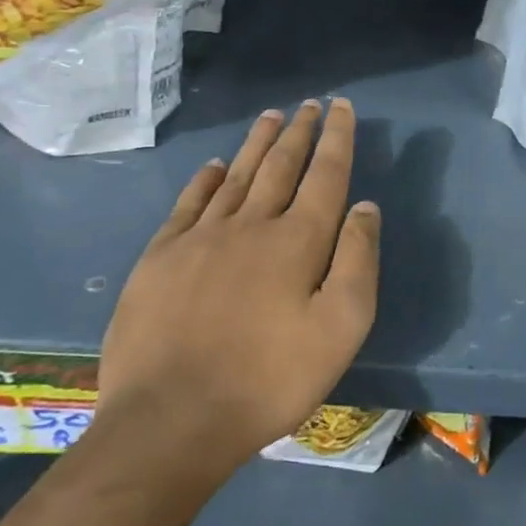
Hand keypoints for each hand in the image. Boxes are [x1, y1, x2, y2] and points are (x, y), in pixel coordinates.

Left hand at [93, 98, 380, 491]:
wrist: (171, 420)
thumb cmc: (270, 379)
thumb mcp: (341, 327)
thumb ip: (358, 261)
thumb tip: (365, 206)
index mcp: (298, 241)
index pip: (325, 174)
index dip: (336, 138)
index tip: (341, 107)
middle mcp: (251, 225)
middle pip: (281, 166)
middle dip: (299, 132)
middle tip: (309, 104)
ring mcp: (200, 238)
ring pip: (237, 176)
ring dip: (259, 144)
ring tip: (272, 116)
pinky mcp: (160, 258)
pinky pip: (190, 203)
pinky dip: (207, 179)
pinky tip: (217, 166)